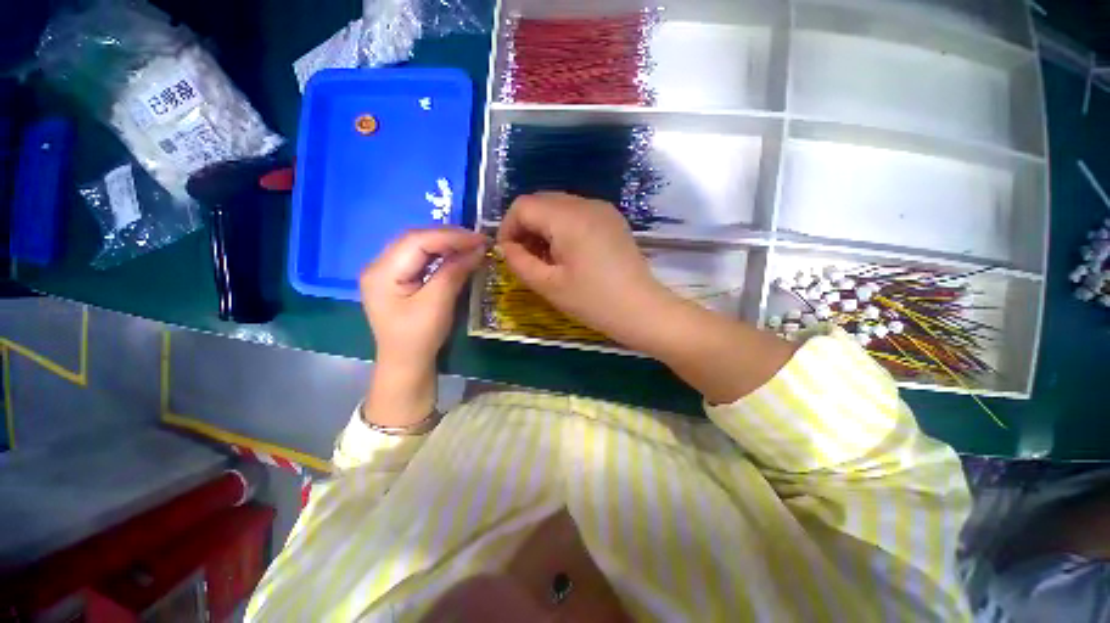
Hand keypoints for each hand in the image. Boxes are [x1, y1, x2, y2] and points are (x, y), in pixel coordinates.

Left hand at [361, 228, 486, 368]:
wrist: (406, 364)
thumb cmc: (419, 338)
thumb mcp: (438, 304)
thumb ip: (454, 272)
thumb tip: (477, 249)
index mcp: (382, 272)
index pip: (417, 240)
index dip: (450, 236)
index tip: (480, 239)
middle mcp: (379, 265)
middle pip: (416, 239)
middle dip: (449, 237)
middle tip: (478, 241)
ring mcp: (387, 271)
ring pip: (419, 246)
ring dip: (446, 244)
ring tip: (471, 246)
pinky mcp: (398, 279)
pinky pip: (420, 258)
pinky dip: (441, 255)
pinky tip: (456, 256)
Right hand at [497, 193, 676, 348]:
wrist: (641, 310)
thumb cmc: (593, 301)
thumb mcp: (548, 285)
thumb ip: (518, 261)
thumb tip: (506, 247)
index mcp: (568, 218)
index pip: (523, 205)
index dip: (508, 227)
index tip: (508, 254)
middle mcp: (586, 203)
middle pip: (541, 201)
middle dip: (525, 226)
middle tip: (525, 257)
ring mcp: (603, 209)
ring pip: (559, 206)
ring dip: (544, 227)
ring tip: (546, 258)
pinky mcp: (612, 219)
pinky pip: (577, 213)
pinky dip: (563, 227)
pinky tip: (568, 253)